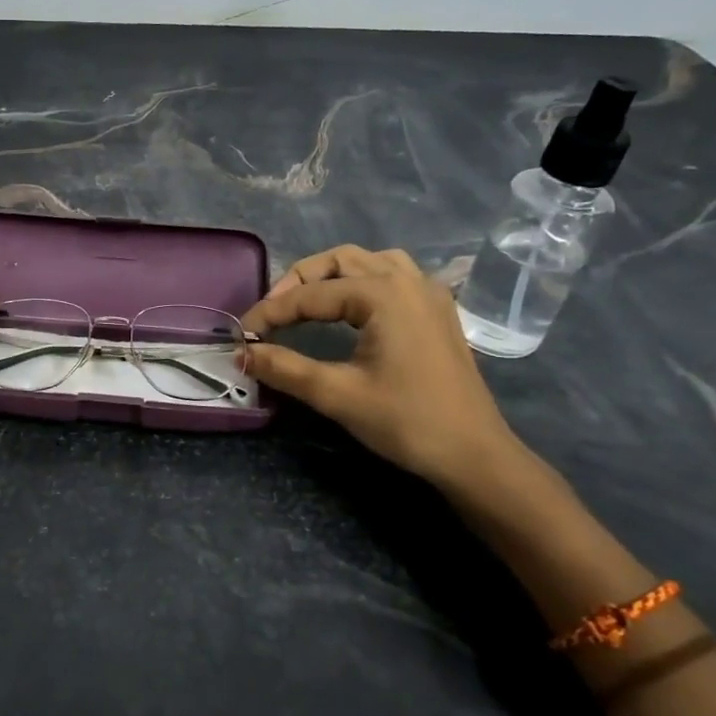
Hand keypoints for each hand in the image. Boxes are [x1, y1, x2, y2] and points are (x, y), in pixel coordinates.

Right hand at [242, 245, 521, 488]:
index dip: (271, 313)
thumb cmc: (406, 421)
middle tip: (271, 313)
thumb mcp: (337, 394)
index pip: (311, 295)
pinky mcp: (437, 311)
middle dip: (299, 282)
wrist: (474, 454)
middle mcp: (407, 280)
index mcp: (383, 294)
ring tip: (306, 302)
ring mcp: (428, 293)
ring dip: (332, 275)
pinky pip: (393, 276)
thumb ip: (284, 368)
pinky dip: (362, 281)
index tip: (242, 334)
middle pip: (340, 261)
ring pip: (369, 262)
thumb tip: (241, 353)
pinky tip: (351, 307)